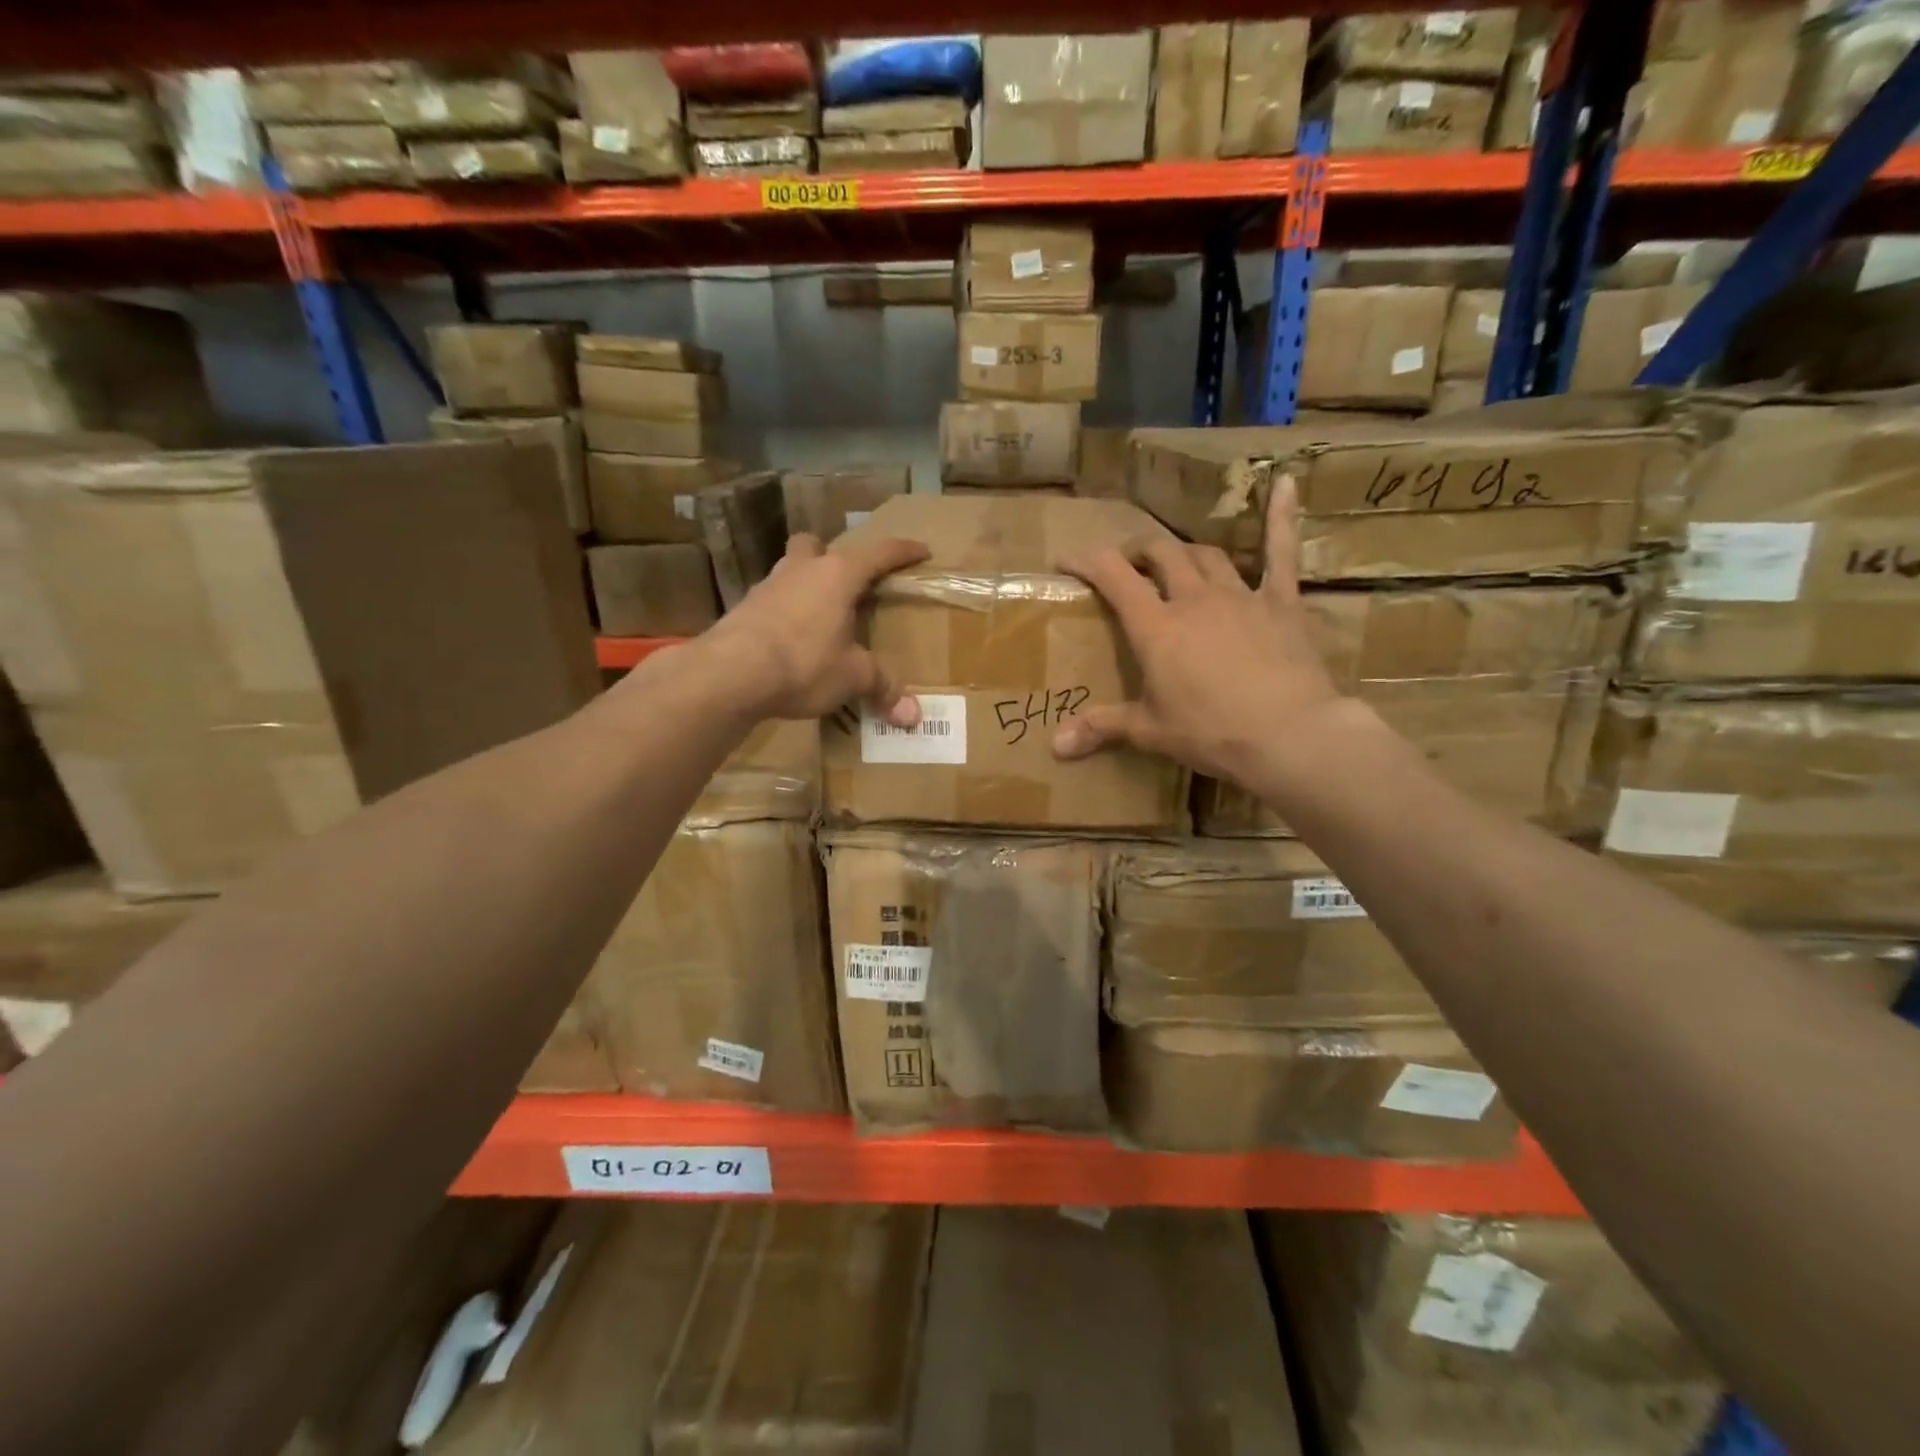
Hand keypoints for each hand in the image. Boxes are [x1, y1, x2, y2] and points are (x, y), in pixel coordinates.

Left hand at [698, 531, 930, 724]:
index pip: (879, 553)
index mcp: (837, 575)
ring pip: (789, 570)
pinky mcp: (743, 610)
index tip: (922, 550)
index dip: (903, 551)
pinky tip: (790, 639)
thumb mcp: (852, 677)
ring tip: (819, 615)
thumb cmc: (804, 662)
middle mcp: (801, 570)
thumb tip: (913, 717)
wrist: (730, 673)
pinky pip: (771, 601)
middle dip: (832, 556)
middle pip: (817, 546)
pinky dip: (785, 613)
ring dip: (805, 584)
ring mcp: (767, 587)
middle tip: (846, 582)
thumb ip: (882, 688)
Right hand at [1052, 475, 1346, 786]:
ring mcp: (1239, 596)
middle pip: (1160, 554)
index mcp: (1156, 627)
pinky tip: (1287, 484)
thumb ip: (1102, 727)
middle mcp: (1193, 598)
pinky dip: (1282, 519)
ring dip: (1184, 552)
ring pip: (1205, 555)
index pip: (1113, 576)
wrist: (1289, 734)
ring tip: (1174, 560)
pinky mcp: (1280, 603)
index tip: (1068, 559)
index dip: (1087, 561)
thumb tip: (1056, 747)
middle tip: (1128, 565)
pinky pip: (1281, 554)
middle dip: (1138, 552)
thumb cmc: (1211, 732)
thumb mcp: (1150, 732)